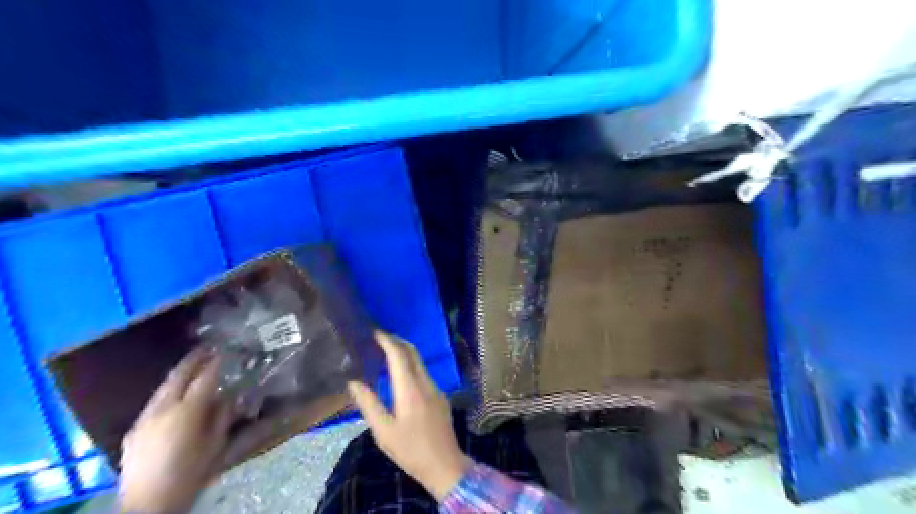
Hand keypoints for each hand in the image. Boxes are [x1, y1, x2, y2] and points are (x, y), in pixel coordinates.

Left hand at [116, 352, 233, 511]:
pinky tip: (174, 394)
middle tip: (206, 348)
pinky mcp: (133, 429)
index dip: (216, 363)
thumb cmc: (189, 474)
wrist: (147, 505)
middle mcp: (162, 409)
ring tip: (192, 365)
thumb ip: (222, 416)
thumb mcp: (215, 445)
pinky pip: (153, 401)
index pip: (204, 379)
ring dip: (179, 373)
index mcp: (186, 412)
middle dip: (193, 360)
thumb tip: (229, 396)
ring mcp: (144, 418)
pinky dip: (167, 391)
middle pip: (178, 376)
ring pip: (162, 387)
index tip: (226, 350)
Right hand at [345, 331, 467, 499]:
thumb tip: (353, 382)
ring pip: (420, 362)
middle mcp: (426, 383)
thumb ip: (369, 404)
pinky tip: (401, 376)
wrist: (445, 465)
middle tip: (379, 338)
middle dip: (397, 341)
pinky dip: (411, 366)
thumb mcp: (383, 431)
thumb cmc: (410, 449)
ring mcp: (436, 388)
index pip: (399, 355)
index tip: (375, 332)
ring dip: (405, 353)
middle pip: (413, 353)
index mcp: (410, 389)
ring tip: (386, 353)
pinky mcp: (440, 396)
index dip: (387, 341)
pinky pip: (424, 373)